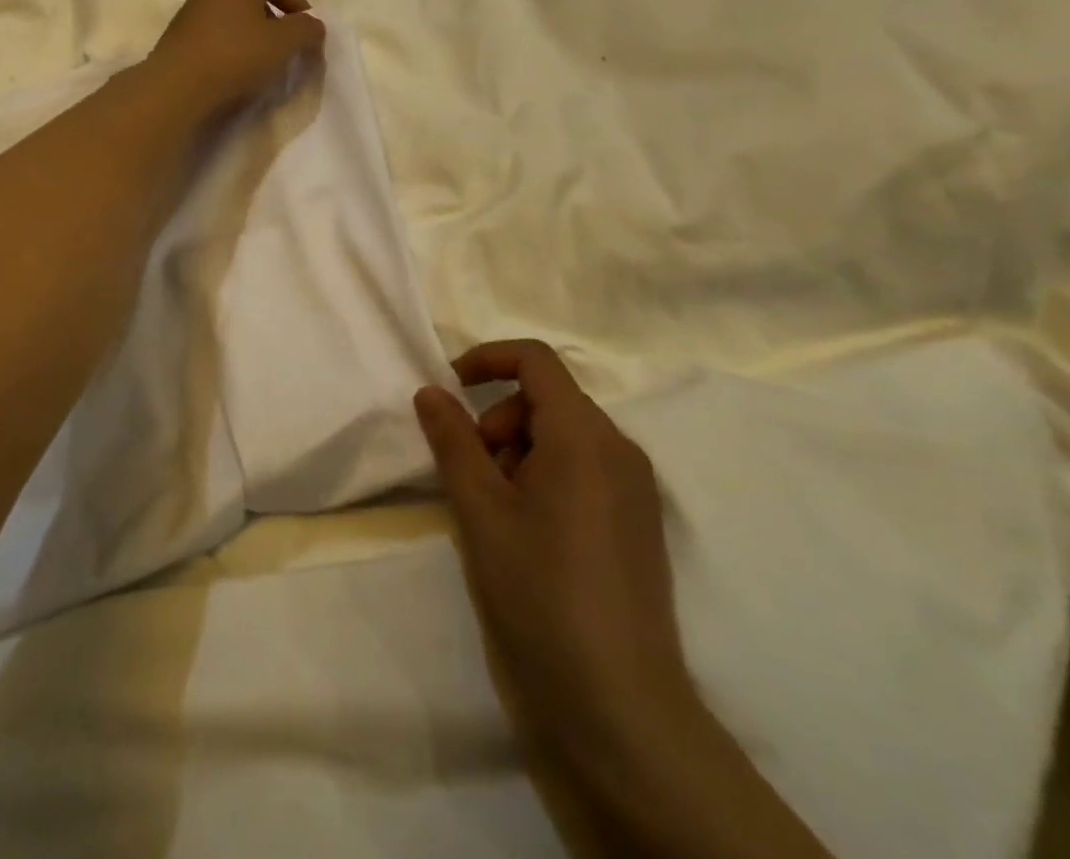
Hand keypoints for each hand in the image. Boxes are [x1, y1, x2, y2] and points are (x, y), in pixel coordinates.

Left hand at [145, 0, 324, 116]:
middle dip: (274, 17)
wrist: (177, 86)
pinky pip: (214, 33)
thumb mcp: (283, 43)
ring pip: (232, 15)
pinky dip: (230, 44)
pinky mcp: (178, 35)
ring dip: (250, 32)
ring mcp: (191, 10)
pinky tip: (233, 67)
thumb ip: (306, 29)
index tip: (308, 30)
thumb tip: (313, 24)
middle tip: (285, 43)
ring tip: (260, 58)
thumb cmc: (236, 57)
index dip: (298, 5)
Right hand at [413, 342, 692, 775]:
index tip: (448, 392)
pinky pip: (585, 471)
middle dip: (498, 420)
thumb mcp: (479, 510)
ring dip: (518, 453)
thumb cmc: (539, 593)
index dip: (486, 360)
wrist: (619, 710)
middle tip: (472, 475)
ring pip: (564, 437)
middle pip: (548, 399)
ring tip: (496, 513)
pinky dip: (545, 478)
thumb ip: (452, 439)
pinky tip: (527, 535)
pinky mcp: (638, 525)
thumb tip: (431, 391)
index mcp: (584, 435)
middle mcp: (619, 450)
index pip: (535, 360)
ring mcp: (635, 490)